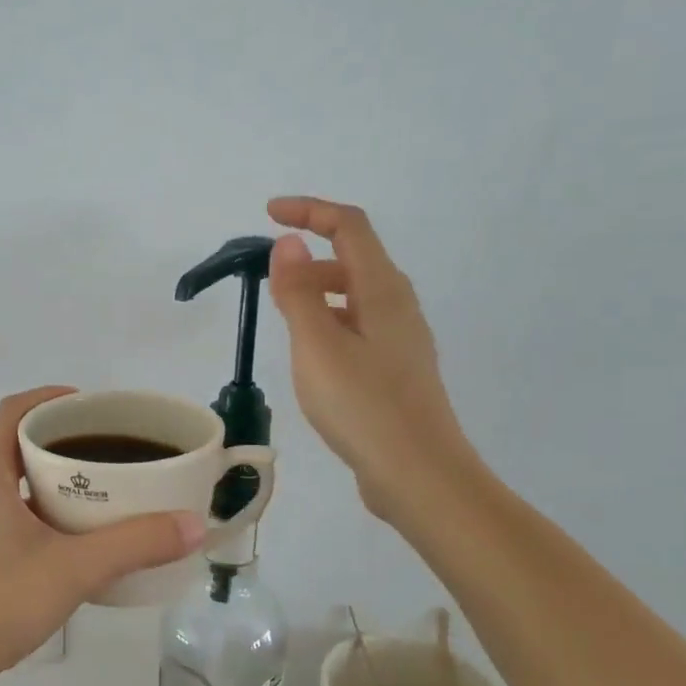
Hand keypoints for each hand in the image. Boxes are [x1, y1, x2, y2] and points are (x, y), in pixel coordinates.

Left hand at [0, 387, 205, 685]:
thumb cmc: (1, 600)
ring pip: (1, 479)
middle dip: (55, 440)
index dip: (51, 399)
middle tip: (102, 450)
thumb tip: (194, 525)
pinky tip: (58, 535)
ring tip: (89, 490)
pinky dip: (26, 506)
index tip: (91, 406)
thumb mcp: (76, 567)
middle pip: (10, 443)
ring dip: (40, 476)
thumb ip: (137, 543)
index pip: (14, 410)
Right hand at [266, 196, 475, 520]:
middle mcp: (398, 305)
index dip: (309, 211)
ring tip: (282, 319)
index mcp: (383, 290)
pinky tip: (310, 355)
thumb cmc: (363, 405)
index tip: (269, 214)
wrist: (417, 474)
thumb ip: (298, 292)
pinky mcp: (395, 370)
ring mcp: (400, 339)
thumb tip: (289, 243)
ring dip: (316, 293)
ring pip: (355, 296)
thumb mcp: (317, 345)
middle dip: (308, 258)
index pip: (349, 226)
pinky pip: (357, 327)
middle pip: (353, 259)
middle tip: (267, 284)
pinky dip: (328, 323)